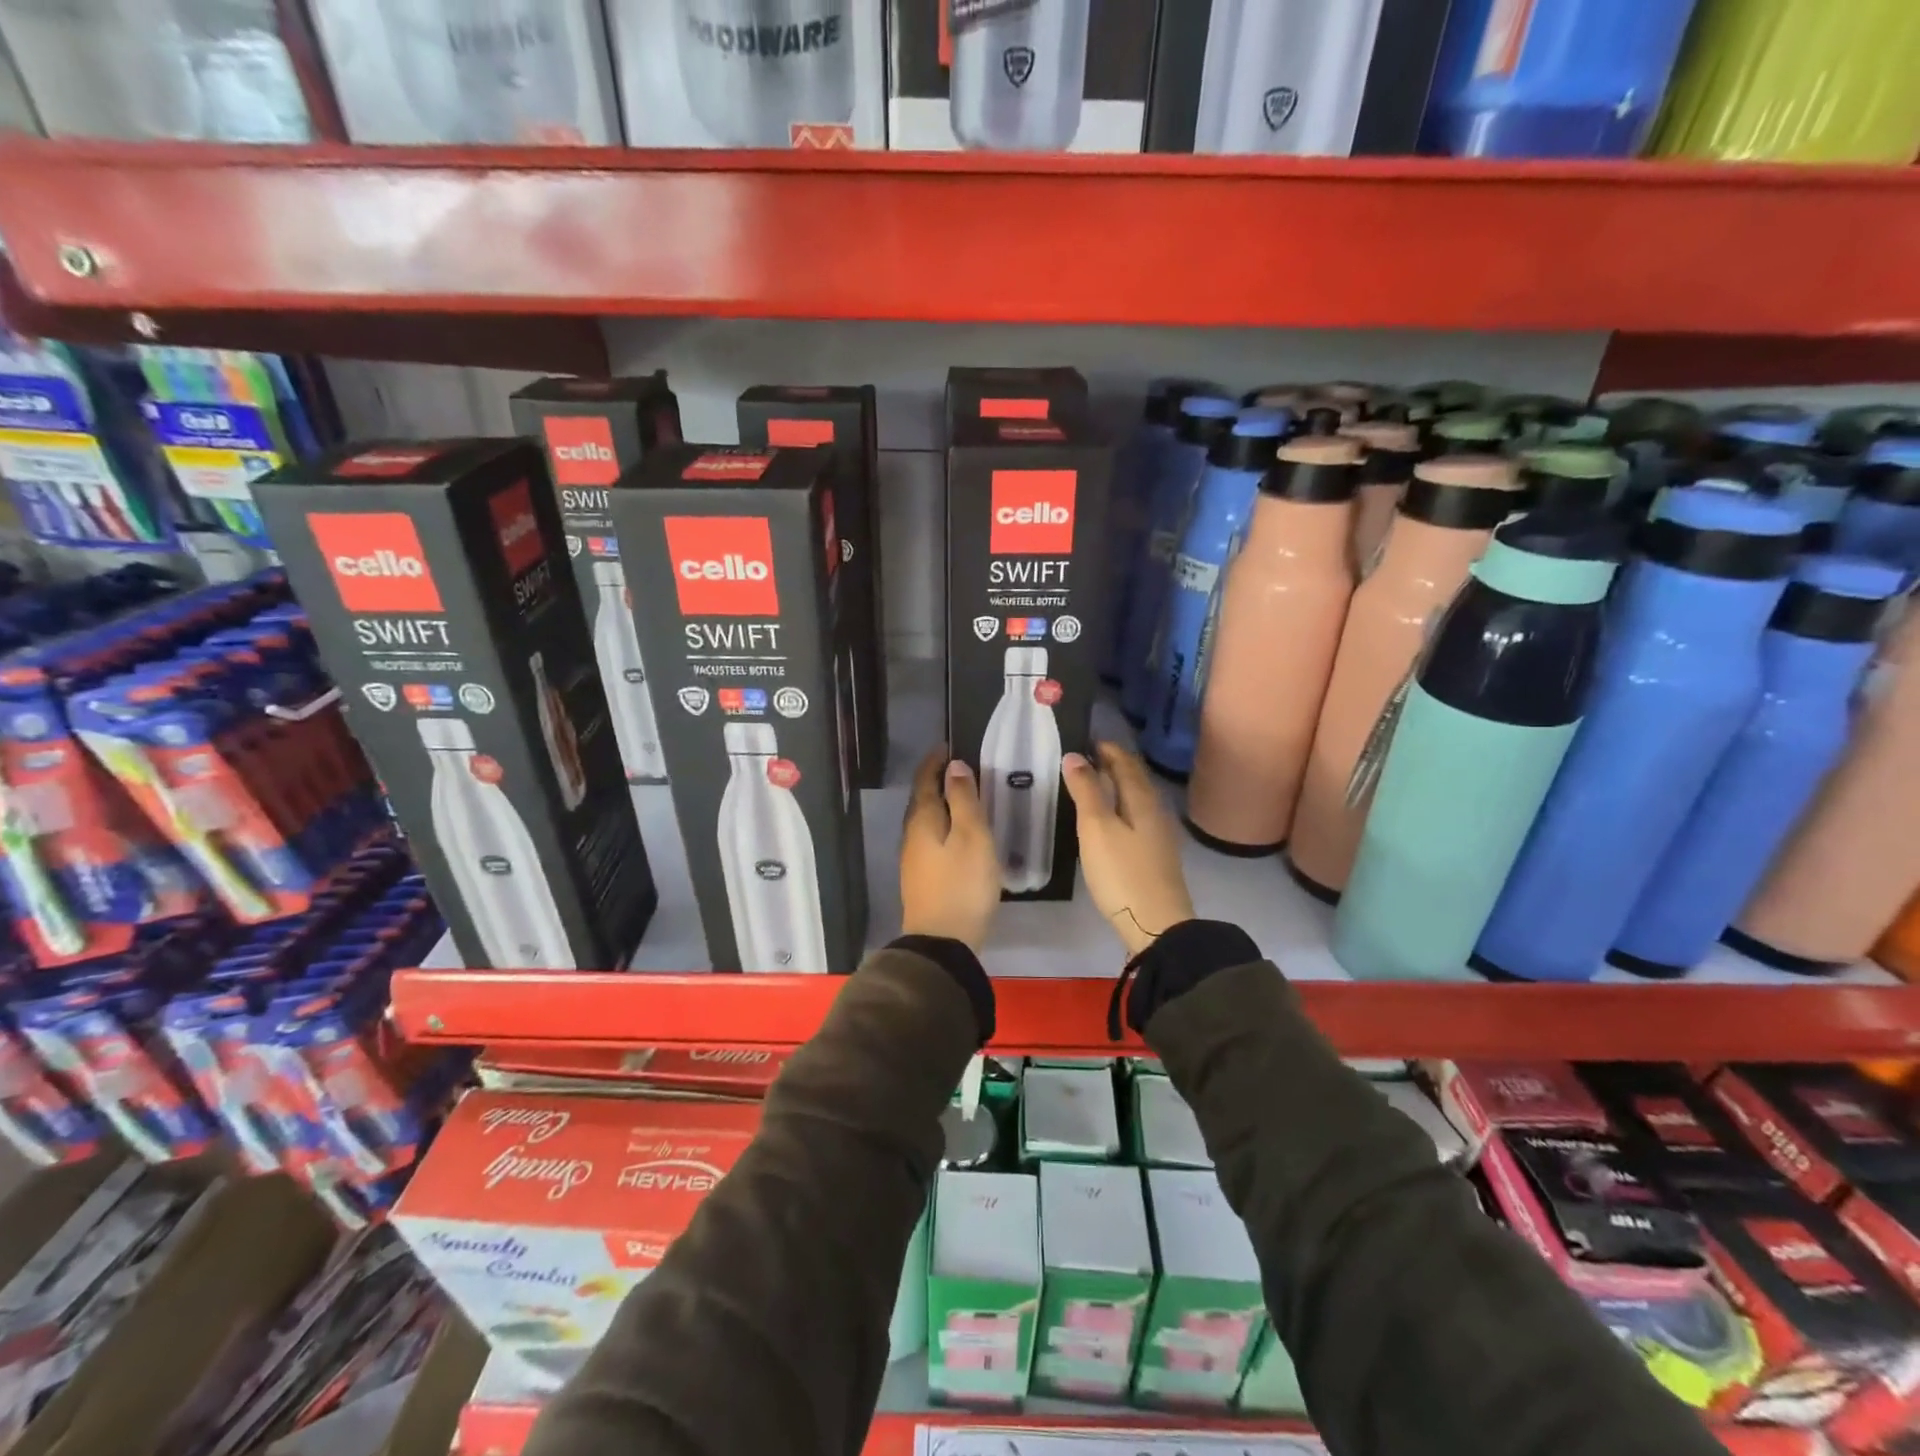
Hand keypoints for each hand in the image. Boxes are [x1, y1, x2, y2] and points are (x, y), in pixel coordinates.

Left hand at [900, 746, 1001, 951]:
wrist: (943, 942)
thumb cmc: (962, 884)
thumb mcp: (972, 837)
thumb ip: (964, 800)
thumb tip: (954, 766)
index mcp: (923, 820)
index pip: (924, 781)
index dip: (935, 762)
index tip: (948, 746)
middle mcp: (912, 836)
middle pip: (922, 800)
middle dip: (936, 780)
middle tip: (960, 768)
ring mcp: (914, 859)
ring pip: (926, 821)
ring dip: (940, 804)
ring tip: (963, 796)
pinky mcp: (921, 878)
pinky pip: (930, 839)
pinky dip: (943, 825)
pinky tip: (958, 834)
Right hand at [1062, 742, 1194, 956]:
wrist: (1157, 925)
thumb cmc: (1122, 873)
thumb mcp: (1097, 829)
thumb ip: (1086, 791)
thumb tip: (1074, 756)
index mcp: (1142, 799)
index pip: (1125, 763)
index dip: (1107, 750)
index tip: (1086, 740)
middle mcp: (1155, 811)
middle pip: (1135, 779)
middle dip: (1113, 765)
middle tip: (1086, 758)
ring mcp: (1158, 835)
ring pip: (1136, 799)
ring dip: (1117, 786)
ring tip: (1092, 784)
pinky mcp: (1155, 856)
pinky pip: (1137, 817)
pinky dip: (1121, 807)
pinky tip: (1109, 819)